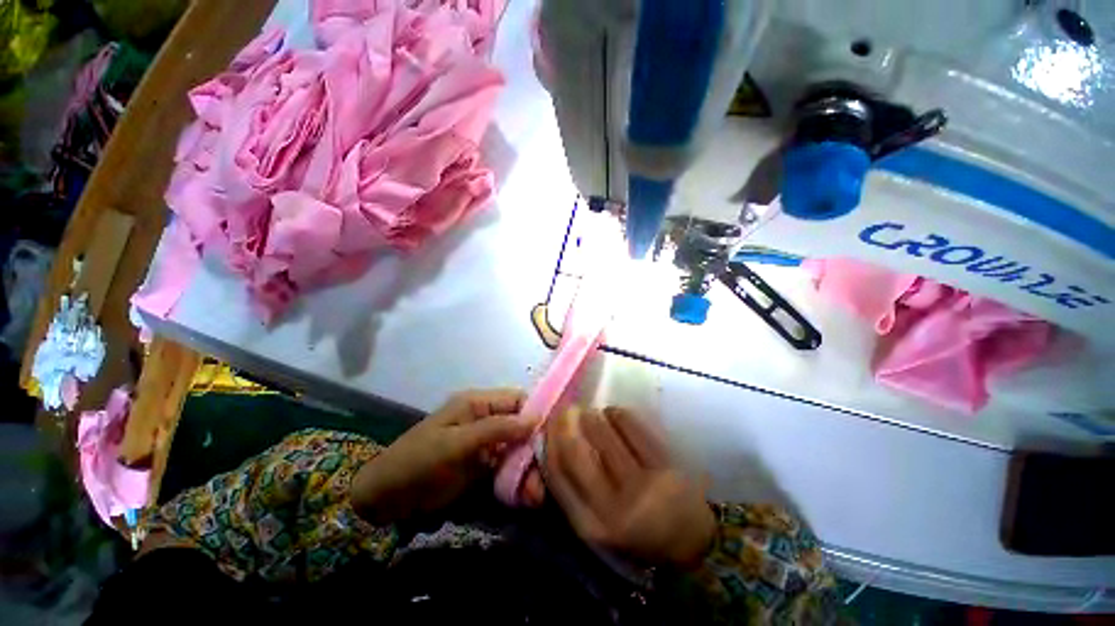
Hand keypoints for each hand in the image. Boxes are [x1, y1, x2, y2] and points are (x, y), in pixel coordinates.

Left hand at [351, 389, 536, 523]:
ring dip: (530, 466)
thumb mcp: (456, 443)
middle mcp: (486, 419)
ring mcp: (485, 443)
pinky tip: (528, 495)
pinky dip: (519, 478)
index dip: (537, 412)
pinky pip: (508, 466)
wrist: (385, 499)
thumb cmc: (418, 461)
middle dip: (536, 445)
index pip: (517, 400)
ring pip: (517, 447)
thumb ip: (496, 429)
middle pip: (521, 425)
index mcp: (478, 403)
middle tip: (549, 470)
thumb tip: (535, 418)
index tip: (555, 435)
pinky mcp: (483, 465)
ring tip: (538, 491)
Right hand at [542, 407, 715, 568]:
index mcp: (592, 526)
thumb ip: (571, 489)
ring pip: (605, 434)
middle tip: (569, 410)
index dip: (550, 442)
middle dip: (567, 423)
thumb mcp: (595, 523)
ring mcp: (644, 486)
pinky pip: (632, 427)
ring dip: (593, 416)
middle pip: (578, 451)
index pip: (559, 474)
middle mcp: (615, 509)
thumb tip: (552, 443)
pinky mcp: (666, 467)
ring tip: (592, 413)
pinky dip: (618, 414)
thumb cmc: (634, 531)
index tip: (550, 423)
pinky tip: (615, 414)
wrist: (691, 541)